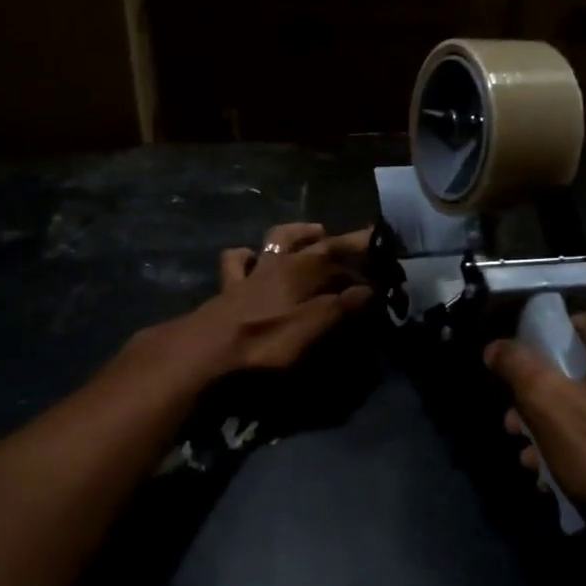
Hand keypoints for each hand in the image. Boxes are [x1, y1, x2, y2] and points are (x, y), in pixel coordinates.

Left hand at [186, 222, 371, 373]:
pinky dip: (246, 256)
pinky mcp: (228, 289)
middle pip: (309, 241)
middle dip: (332, 238)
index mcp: (301, 271)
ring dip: (294, 235)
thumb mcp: (312, 328)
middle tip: (350, 240)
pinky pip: (237, 262)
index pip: (338, 250)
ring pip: (274, 241)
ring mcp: (250, 273)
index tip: (381, 239)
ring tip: (311, 233)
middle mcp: (277, 263)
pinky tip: (250, 258)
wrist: (205, 352)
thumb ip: (341, 307)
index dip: (361, 245)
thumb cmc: (265, 341)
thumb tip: (370, 290)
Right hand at [485, 306, 585, 585]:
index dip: (531, 369)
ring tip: (550, 467)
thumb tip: (495, 345)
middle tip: (526, 443)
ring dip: (576, 424)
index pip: (559, 331)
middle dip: (550, 403)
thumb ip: (518, 368)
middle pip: (584, 364)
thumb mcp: (552, 411)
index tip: (519, 410)